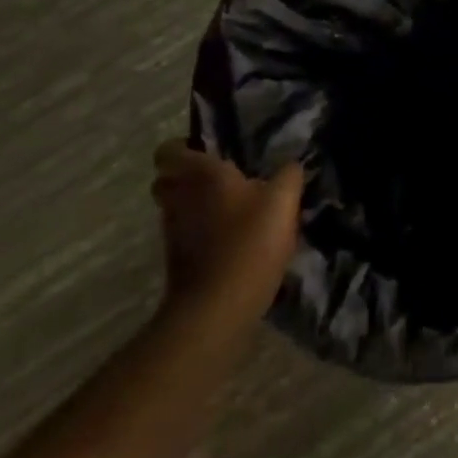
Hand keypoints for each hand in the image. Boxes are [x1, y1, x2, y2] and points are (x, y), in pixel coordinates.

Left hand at [153, 141, 304, 320]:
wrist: (217, 309)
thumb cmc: (249, 242)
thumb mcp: (283, 202)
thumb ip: (288, 176)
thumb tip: (290, 165)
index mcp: (200, 174)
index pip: (169, 149)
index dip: (185, 148)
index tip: (210, 152)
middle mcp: (178, 197)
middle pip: (167, 179)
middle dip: (187, 178)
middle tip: (221, 181)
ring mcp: (172, 231)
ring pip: (176, 208)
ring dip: (195, 207)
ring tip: (231, 212)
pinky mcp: (176, 261)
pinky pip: (185, 235)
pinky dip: (200, 234)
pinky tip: (231, 241)